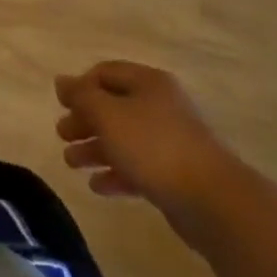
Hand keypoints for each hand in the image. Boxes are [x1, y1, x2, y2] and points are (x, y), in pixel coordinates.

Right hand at [55, 61, 244, 243]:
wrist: (215, 202)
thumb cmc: (154, 147)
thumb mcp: (107, 114)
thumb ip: (81, 95)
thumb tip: (61, 81)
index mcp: (148, 83)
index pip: (105, 73)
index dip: (80, 86)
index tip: (61, 106)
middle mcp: (161, 106)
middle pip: (113, 107)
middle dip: (84, 121)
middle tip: (62, 135)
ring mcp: (171, 142)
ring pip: (123, 139)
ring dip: (95, 149)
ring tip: (72, 163)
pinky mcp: (177, 175)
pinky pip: (138, 167)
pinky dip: (116, 173)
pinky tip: (98, 186)